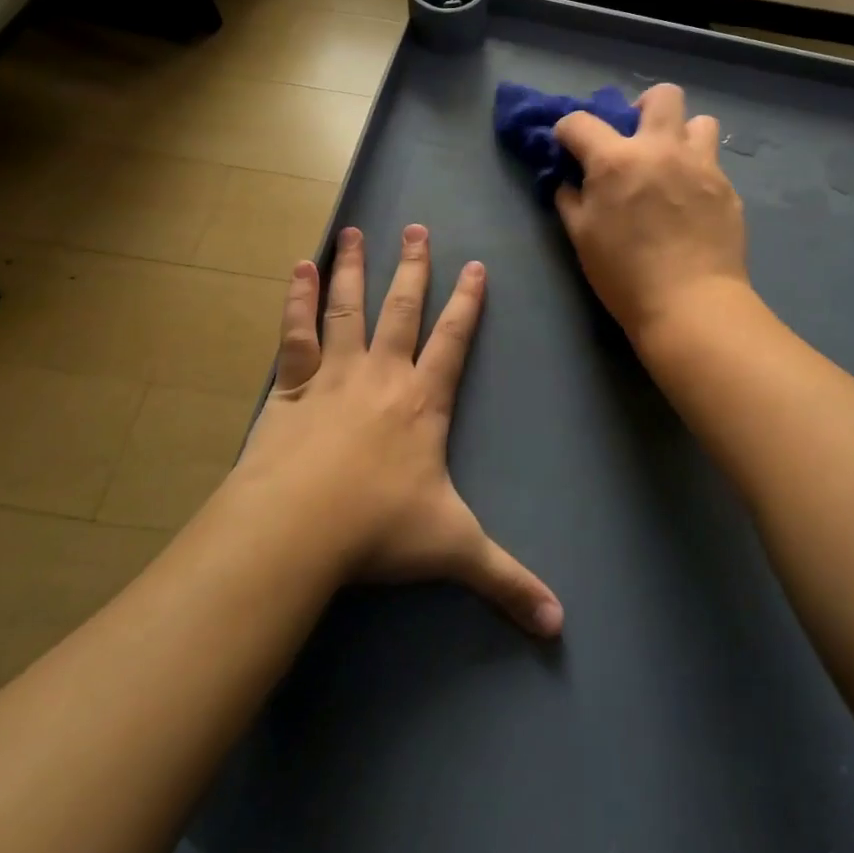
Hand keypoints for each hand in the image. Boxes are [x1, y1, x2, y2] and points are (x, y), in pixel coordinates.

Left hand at [238, 224, 562, 637]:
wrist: (297, 530)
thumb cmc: (378, 532)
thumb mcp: (454, 551)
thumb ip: (507, 581)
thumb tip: (561, 625)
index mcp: (424, 402)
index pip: (454, 340)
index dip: (468, 303)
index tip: (476, 266)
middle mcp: (383, 375)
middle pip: (403, 309)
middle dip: (413, 268)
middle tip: (416, 227)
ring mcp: (334, 375)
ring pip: (348, 308)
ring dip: (352, 269)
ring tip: (353, 231)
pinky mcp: (292, 387)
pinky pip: (296, 334)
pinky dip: (295, 300)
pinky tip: (296, 269)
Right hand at [554, 84, 749, 343]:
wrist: (690, 304)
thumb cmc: (625, 275)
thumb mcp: (582, 238)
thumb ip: (570, 200)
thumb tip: (569, 182)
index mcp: (617, 160)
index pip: (580, 122)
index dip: (566, 131)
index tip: (568, 146)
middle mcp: (661, 149)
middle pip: (662, 95)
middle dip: (643, 106)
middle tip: (637, 137)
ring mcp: (701, 165)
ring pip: (700, 122)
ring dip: (682, 135)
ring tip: (673, 164)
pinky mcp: (727, 188)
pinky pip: (712, 163)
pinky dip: (697, 172)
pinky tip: (691, 202)